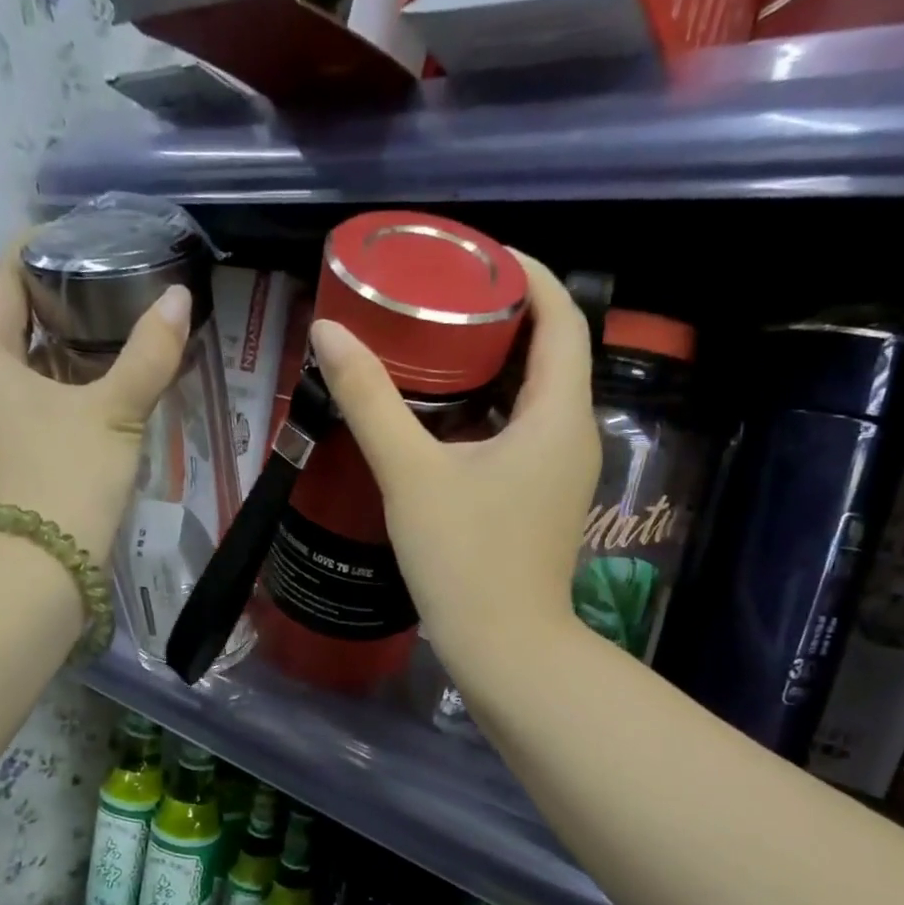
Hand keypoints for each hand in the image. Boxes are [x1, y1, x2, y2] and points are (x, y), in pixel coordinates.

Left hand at [0, 238, 189, 558]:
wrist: (42, 569)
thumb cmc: (68, 476)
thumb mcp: (115, 411)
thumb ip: (150, 354)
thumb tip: (180, 298)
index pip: (3, 277)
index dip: (41, 247)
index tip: (88, 234)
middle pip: (13, 317)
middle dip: (61, 296)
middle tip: (116, 278)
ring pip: (25, 361)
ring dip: (66, 342)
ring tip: (119, 323)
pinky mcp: (5, 449)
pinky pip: (32, 395)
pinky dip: (65, 380)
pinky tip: (105, 380)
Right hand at [308, 250, 597, 685]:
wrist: (504, 647)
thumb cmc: (465, 559)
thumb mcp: (411, 474)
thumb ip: (371, 401)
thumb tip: (330, 333)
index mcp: (558, 415)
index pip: (561, 316)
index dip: (526, 274)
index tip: (474, 256)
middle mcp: (573, 434)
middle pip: (551, 350)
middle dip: (503, 314)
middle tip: (442, 295)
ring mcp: (562, 470)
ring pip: (537, 393)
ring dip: (496, 362)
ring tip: (437, 340)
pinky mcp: (544, 497)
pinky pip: (525, 429)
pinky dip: (492, 405)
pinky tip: (444, 410)